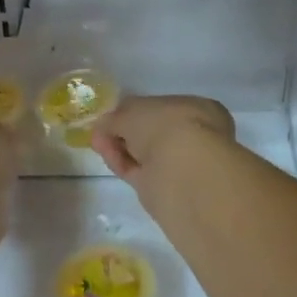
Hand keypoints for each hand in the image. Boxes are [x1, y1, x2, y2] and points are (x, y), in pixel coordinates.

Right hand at [91, 95, 235, 187]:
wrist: (183, 172)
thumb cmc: (165, 126)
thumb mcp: (133, 111)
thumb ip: (117, 117)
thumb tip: (104, 125)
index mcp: (197, 109)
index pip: (162, 108)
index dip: (135, 111)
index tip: (112, 116)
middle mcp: (194, 135)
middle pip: (152, 133)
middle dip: (126, 132)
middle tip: (101, 133)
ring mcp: (182, 164)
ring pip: (145, 154)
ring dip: (122, 148)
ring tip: (99, 145)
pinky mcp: (167, 188)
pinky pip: (140, 172)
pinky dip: (124, 164)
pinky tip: (109, 158)